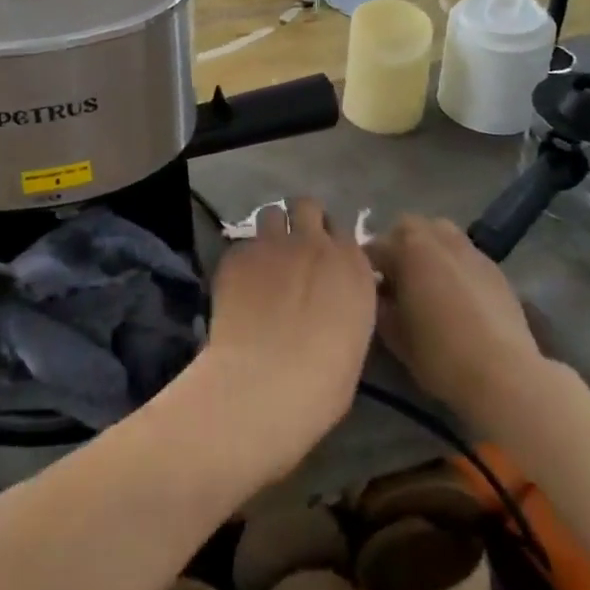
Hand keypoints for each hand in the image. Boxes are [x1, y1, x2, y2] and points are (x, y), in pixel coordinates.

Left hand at [192, 199, 376, 482]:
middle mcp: (315, 243)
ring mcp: (273, 243)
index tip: (324, 261)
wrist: (267, 383)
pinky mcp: (237, 253)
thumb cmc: (323, 382)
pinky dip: (242, 260)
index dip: (332, 243)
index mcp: (352, 265)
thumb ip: (344, 304)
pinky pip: (241, 245)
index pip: (345, 232)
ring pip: (271, 213)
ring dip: (270, 230)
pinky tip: (238, 286)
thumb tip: (329, 302)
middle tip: (293, 247)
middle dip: (301, 220)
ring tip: (264, 259)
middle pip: (308, 206)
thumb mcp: (353, 338)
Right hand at [365, 215, 547, 427]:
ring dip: (427, 250)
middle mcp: (437, 236)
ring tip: (427, 283)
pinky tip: (457, 296)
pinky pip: (463, 254)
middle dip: (396, 248)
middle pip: (407, 229)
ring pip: (438, 235)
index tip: (365, 293)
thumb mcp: (393, 335)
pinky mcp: (493, 266)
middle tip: (395, 282)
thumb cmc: (440, 354)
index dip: (365, 270)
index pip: (373, 248)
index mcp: (407, 247)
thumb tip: (377, 293)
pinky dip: (453, 265)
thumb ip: (378, 305)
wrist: (504, 374)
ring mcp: (469, 249)